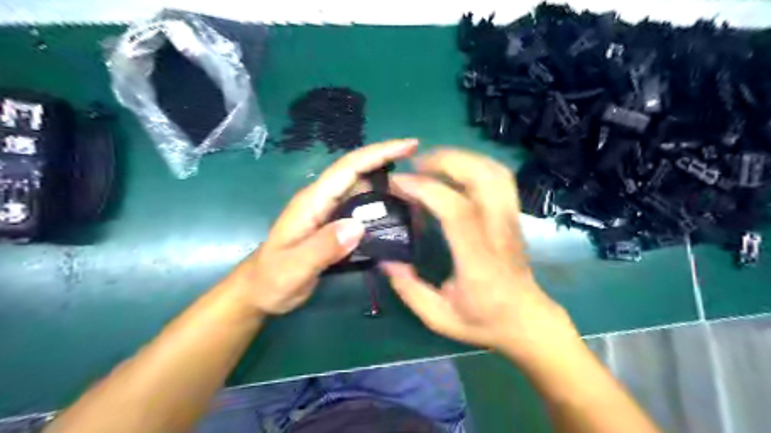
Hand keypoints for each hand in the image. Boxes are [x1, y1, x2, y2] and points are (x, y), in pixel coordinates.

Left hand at [226, 138, 418, 313]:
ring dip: (390, 193)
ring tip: (417, 205)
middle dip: (392, 171)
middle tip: (423, 186)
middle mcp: (324, 200)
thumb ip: (323, 247)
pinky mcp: (335, 226)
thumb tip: (359, 226)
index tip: (410, 146)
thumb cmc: (271, 279)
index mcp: (313, 201)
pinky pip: (363, 211)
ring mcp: (330, 213)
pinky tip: (398, 221)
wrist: (260, 292)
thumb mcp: (294, 267)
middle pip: (361, 175)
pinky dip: (382, 211)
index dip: (379, 153)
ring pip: (365, 193)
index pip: (349, 168)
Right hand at [379, 150, 577, 363]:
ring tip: (432, 163)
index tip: (398, 183)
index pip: (457, 211)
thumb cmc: (484, 321)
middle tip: (414, 165)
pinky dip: (474, 164)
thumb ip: (409, 290)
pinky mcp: (513, 215)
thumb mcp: (439, 317)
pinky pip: (499, 178)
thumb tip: (385, 259)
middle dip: (445, 161)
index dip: (426, 189)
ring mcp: (511, 220)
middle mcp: (499, 232)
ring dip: (461, 158)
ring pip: (494, 172)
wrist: (528, 320)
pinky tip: (454, 172)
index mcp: (479, 261)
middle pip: (482, 178)